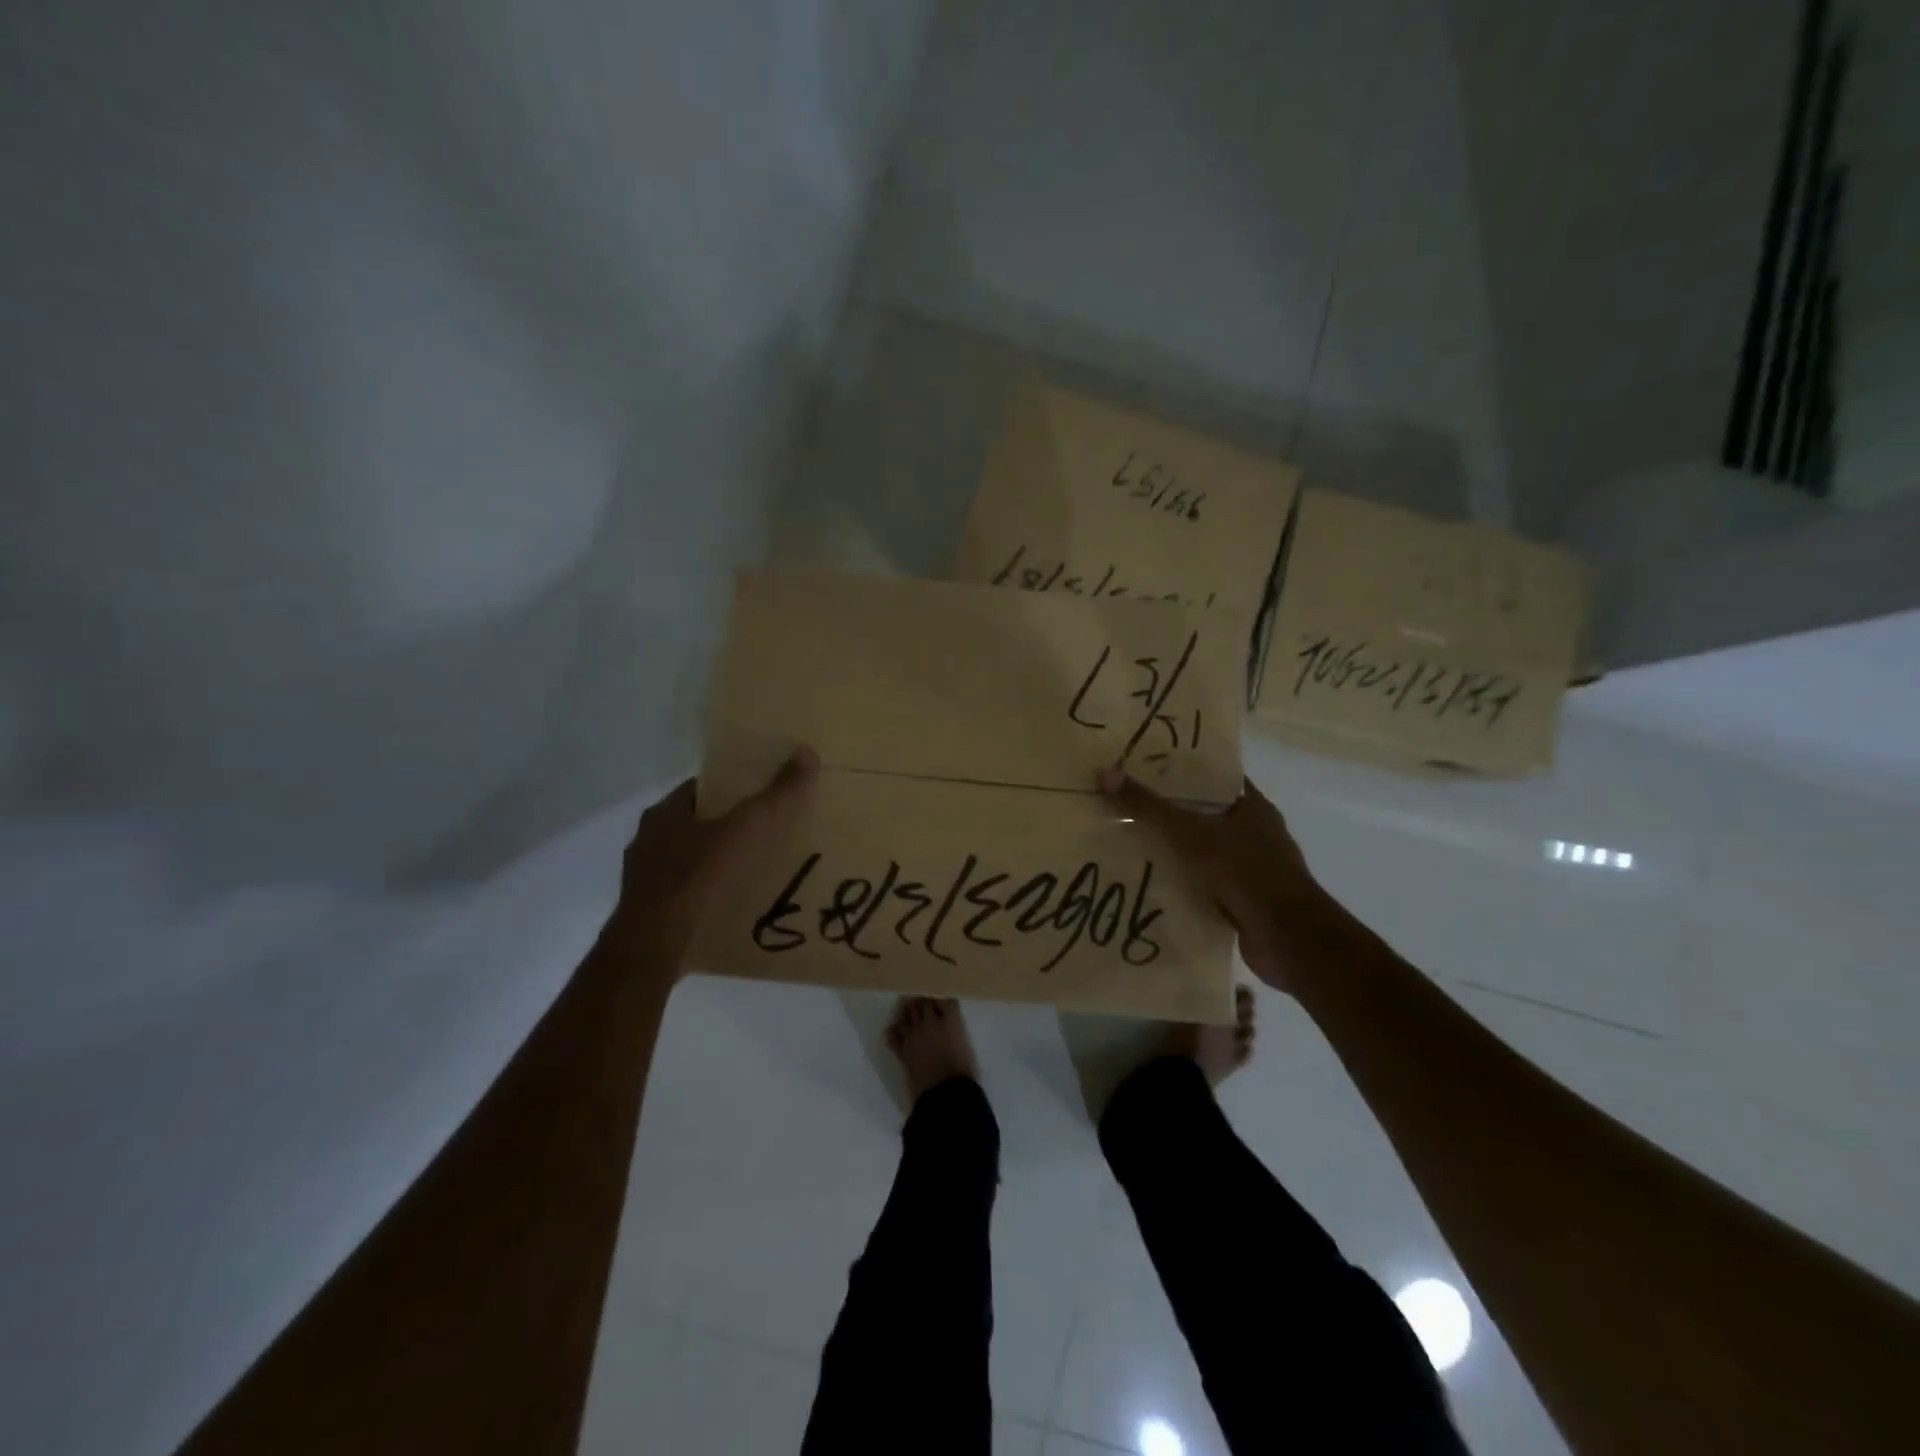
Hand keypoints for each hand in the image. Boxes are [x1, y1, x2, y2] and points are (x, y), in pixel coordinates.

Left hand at [606, 748, 819, 976]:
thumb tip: (806, 753)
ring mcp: (645, 881)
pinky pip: (687, 895)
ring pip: (690, 862)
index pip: (703, 788)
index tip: (765, 794)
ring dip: (718, 864)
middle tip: (769, 833)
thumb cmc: (698, 878)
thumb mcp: (747, 829)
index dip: (734, 787)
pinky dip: (709, 896)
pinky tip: (733, 906)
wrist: (653, 948)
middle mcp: (648, 842)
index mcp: (664, 814)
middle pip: (698, 824)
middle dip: (730, 827)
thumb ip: (777, 795)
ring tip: (756, 872)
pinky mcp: (650, 914)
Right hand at [1098, 768, 1335, 994]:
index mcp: (1253, 807)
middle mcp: (1256, 834)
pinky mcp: (1244, 902)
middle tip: (1128, 804)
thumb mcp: (1189, 833)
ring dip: (1175, 851)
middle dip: (1171, 813)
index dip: (1183, 771)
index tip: (1146, 768)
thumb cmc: (1244, 871)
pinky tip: (1150, 883)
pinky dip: (1183, 884)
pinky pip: (1206, 885)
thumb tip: (1105, 773)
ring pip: (1205, 852)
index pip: (1215, 779)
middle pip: (1207, 815)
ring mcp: (1252, 870)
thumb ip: (1148, 806)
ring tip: (1130, 842)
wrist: (1287, 937)